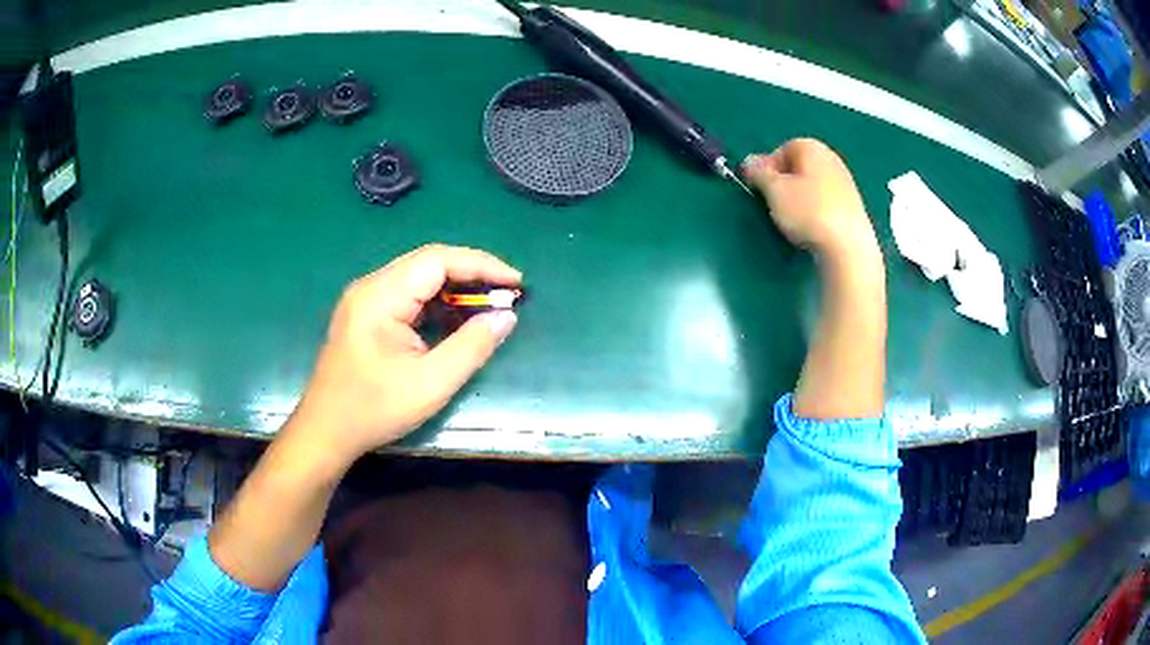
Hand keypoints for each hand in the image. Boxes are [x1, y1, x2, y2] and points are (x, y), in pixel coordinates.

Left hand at [285, 244, 521, 468]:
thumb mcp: (431, 384)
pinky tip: (454, 319)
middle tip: (507, 293)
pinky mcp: (365, 314)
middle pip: (428, 263)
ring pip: (418, 277)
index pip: (438, 260)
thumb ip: (472, 347)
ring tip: (487, 305)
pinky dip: (436, 302)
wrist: (325, 431)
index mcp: (380, 296)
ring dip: (454, 288)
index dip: (481, 265)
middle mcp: (370, 286)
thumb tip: (506, 316)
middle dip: (471, 274)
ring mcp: (364, 298)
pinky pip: (407, 295)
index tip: (516, 283)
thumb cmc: (374, 410)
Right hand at [742, 138, 878, 262]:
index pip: (782, 149)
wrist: (848, 246)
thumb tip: (749, 161)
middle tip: (775, 204)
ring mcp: (846, 183)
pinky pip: (826, 202)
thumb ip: (759, 173)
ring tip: (794, 220)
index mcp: (812, 148)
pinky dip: (816, 211)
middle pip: (800, 167)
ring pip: (813, 185)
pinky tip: (813, 228)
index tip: (762, 188)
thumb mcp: (774, 190)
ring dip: (800, 199)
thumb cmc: (808, 211)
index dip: (768, 168)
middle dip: (785, 183)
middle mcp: (832, 159)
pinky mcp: (853, 206)